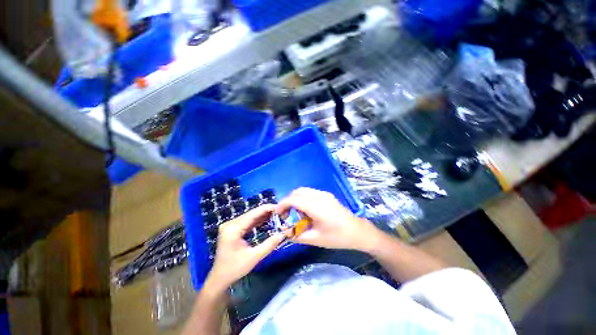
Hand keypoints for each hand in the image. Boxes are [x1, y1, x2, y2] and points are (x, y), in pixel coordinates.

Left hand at [206, 205, 285, 290]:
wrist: (219, 279)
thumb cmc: (234, 269)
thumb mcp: (254, 257)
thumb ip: (269, 244)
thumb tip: (282, 234)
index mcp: (233, 229)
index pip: (252, 214)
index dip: (266, 209)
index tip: (279, 207)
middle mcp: (230, 224)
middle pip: (251, 214)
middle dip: (266, 212)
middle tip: (280, 211)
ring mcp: (230, 226)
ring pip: (250, 217)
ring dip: (263, 215)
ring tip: (276, 214)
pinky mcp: (232, 229)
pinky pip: (247, 222)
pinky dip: (257, 221)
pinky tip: (267, 219)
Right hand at [275, 188, 378, 250]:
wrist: (357, 231)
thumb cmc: (337, 237)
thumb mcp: (316, 239)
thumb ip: (297, 235)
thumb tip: (284, 232)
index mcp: (317, 207)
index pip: (294, 199)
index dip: (282, 204)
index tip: (277, 213)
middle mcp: (319, 196)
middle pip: (297, 191)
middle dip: (288, 200)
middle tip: (286, 213)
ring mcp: (324, 194)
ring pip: (303, 190)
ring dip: (296, 199)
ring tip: (295, 213)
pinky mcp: (327, 195)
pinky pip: (310, 192)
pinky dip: (303, 198)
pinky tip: (306, 210)